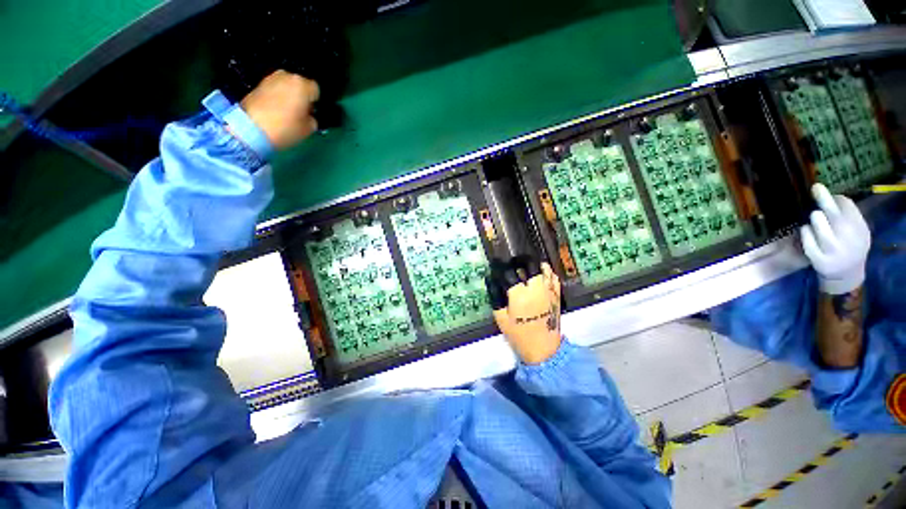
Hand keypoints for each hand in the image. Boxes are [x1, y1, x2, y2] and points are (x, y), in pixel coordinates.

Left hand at [240, 70, 319, 149]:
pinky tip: (275, 111)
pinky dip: (276, 97)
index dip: (314, 102)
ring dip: (288, 96)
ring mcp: (270, 78)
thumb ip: (312, 119)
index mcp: (302, 85)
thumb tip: (308, 115)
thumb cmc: (286, 128)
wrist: (252, 128)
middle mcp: (286, 76)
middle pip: (299, 85)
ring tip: (286, 112)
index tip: (311, 112)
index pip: (315, 90)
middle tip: (299, 112)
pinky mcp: (258, 84)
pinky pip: (274, 89)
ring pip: (286, 86)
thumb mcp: (308, 129)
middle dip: (301, 96)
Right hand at [486, 256, 561, 363]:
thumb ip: (495, 296)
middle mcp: (536, 289)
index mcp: (520, 296)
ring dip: (532, 264)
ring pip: (543, 267)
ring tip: (523, 266)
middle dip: (518, 260)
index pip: (509, 272)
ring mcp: (549, 291)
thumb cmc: (519, 334)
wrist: (544, 349)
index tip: (496, 263)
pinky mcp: (557, 295)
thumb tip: (491, 279)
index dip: (500, 266)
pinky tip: (538, 274)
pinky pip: (553, 276)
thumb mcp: (500, 317)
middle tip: (511, 262)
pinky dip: (545, 271)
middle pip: (530, 264)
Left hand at [800, 183, 870, 294]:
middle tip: (816, 187)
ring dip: (814, 219)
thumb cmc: (849, 246)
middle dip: (825, 200)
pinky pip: (807, 240)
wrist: (847, 275)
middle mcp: (848, 239)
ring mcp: (833, 250)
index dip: (838, 199)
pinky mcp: (819, 259)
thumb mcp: (857, 231)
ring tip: (816, 218)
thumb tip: (833, 197)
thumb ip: (849, 217)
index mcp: (859, 229)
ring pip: (819, 224)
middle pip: (835, 215)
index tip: (833, 197)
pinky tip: (806, 230)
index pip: (848, 207)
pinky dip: (805, 233)